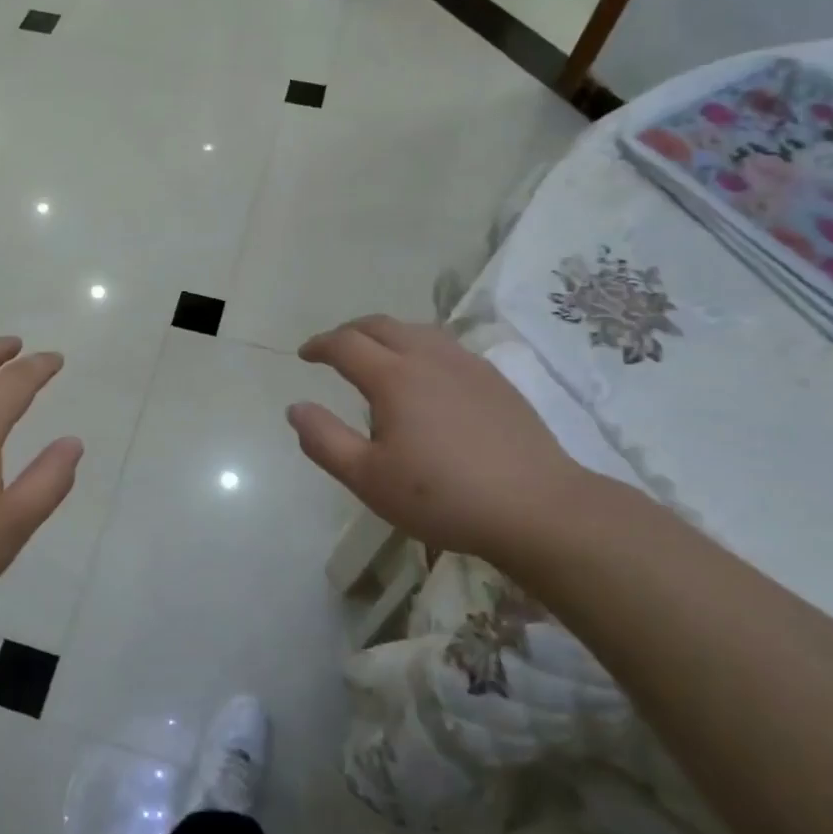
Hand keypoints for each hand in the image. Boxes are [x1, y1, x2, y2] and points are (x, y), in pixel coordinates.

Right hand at [287, 316, 585, 562]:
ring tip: (375, 356)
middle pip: (382, 325)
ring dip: (386, 335)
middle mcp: (430, 358)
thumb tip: (295, 408)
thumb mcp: (368, 478)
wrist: (536, 508)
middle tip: (333, 349)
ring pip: (418, 330)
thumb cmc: (442, 497)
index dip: (319, 345)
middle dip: (350, 331)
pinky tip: (425, 376)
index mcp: (394, 377)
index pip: (346, 344)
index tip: (304, 355)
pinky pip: (445, 346)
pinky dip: (418, 347)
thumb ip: (324, 440)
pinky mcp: (495, 380)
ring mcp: (468, 365)